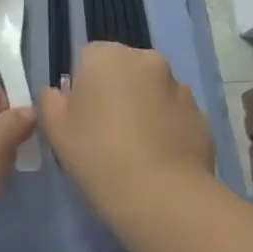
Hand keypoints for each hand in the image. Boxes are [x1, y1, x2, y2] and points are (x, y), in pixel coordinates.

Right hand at [39, 43, 213, 205]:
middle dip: (115, 92)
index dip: (82, 87)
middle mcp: (147, 60)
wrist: (161, 195)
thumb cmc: (97, 154)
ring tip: (135, 150)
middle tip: (105, 133)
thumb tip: (60, 94)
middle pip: (123, 70)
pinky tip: (158, 160)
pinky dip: (166, 129)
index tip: (80, 118)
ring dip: (143, 108)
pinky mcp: (202, 115)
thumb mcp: (55, 129)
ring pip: (152, 91)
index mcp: (107, 56)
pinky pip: (174, 116)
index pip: (88, 58)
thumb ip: (51, 101)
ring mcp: (180, 87)